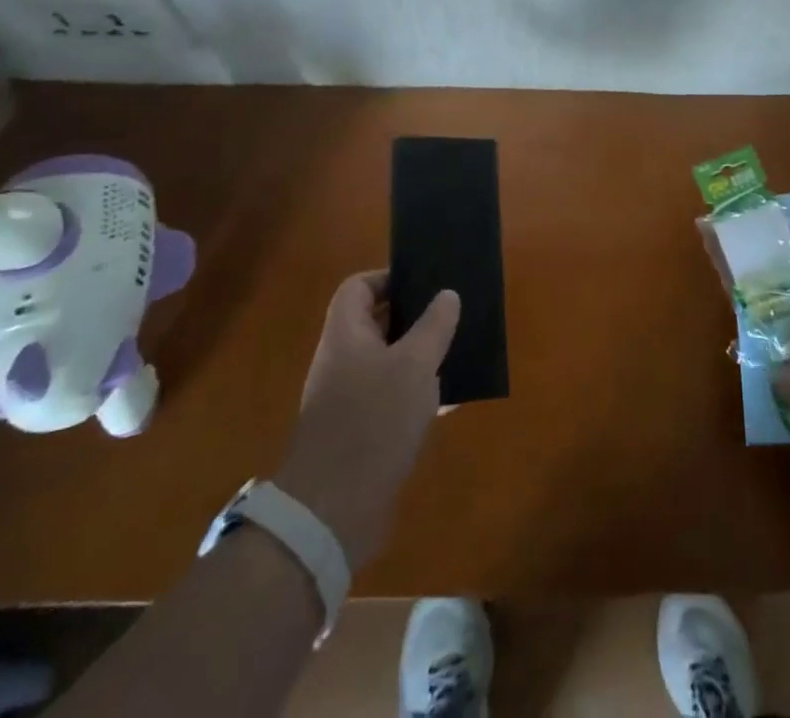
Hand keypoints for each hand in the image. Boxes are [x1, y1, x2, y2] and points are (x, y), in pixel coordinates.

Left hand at [274, 270, 459, 570]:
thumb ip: (434, 325)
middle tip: (451, 314)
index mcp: (346, 335)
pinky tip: (448, 400)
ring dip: (420, 356)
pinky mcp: (359, 432)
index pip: (359, 287)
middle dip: (414, 316)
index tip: (426, 283)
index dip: (389, 278)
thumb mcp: (415, 364)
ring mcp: (348, 399)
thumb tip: (447, 294)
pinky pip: (391, 397)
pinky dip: (417, 392)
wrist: (332, 512)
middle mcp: (342, 361)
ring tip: (457, 352)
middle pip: (376, 323)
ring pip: (388, 361)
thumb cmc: (373, 421)